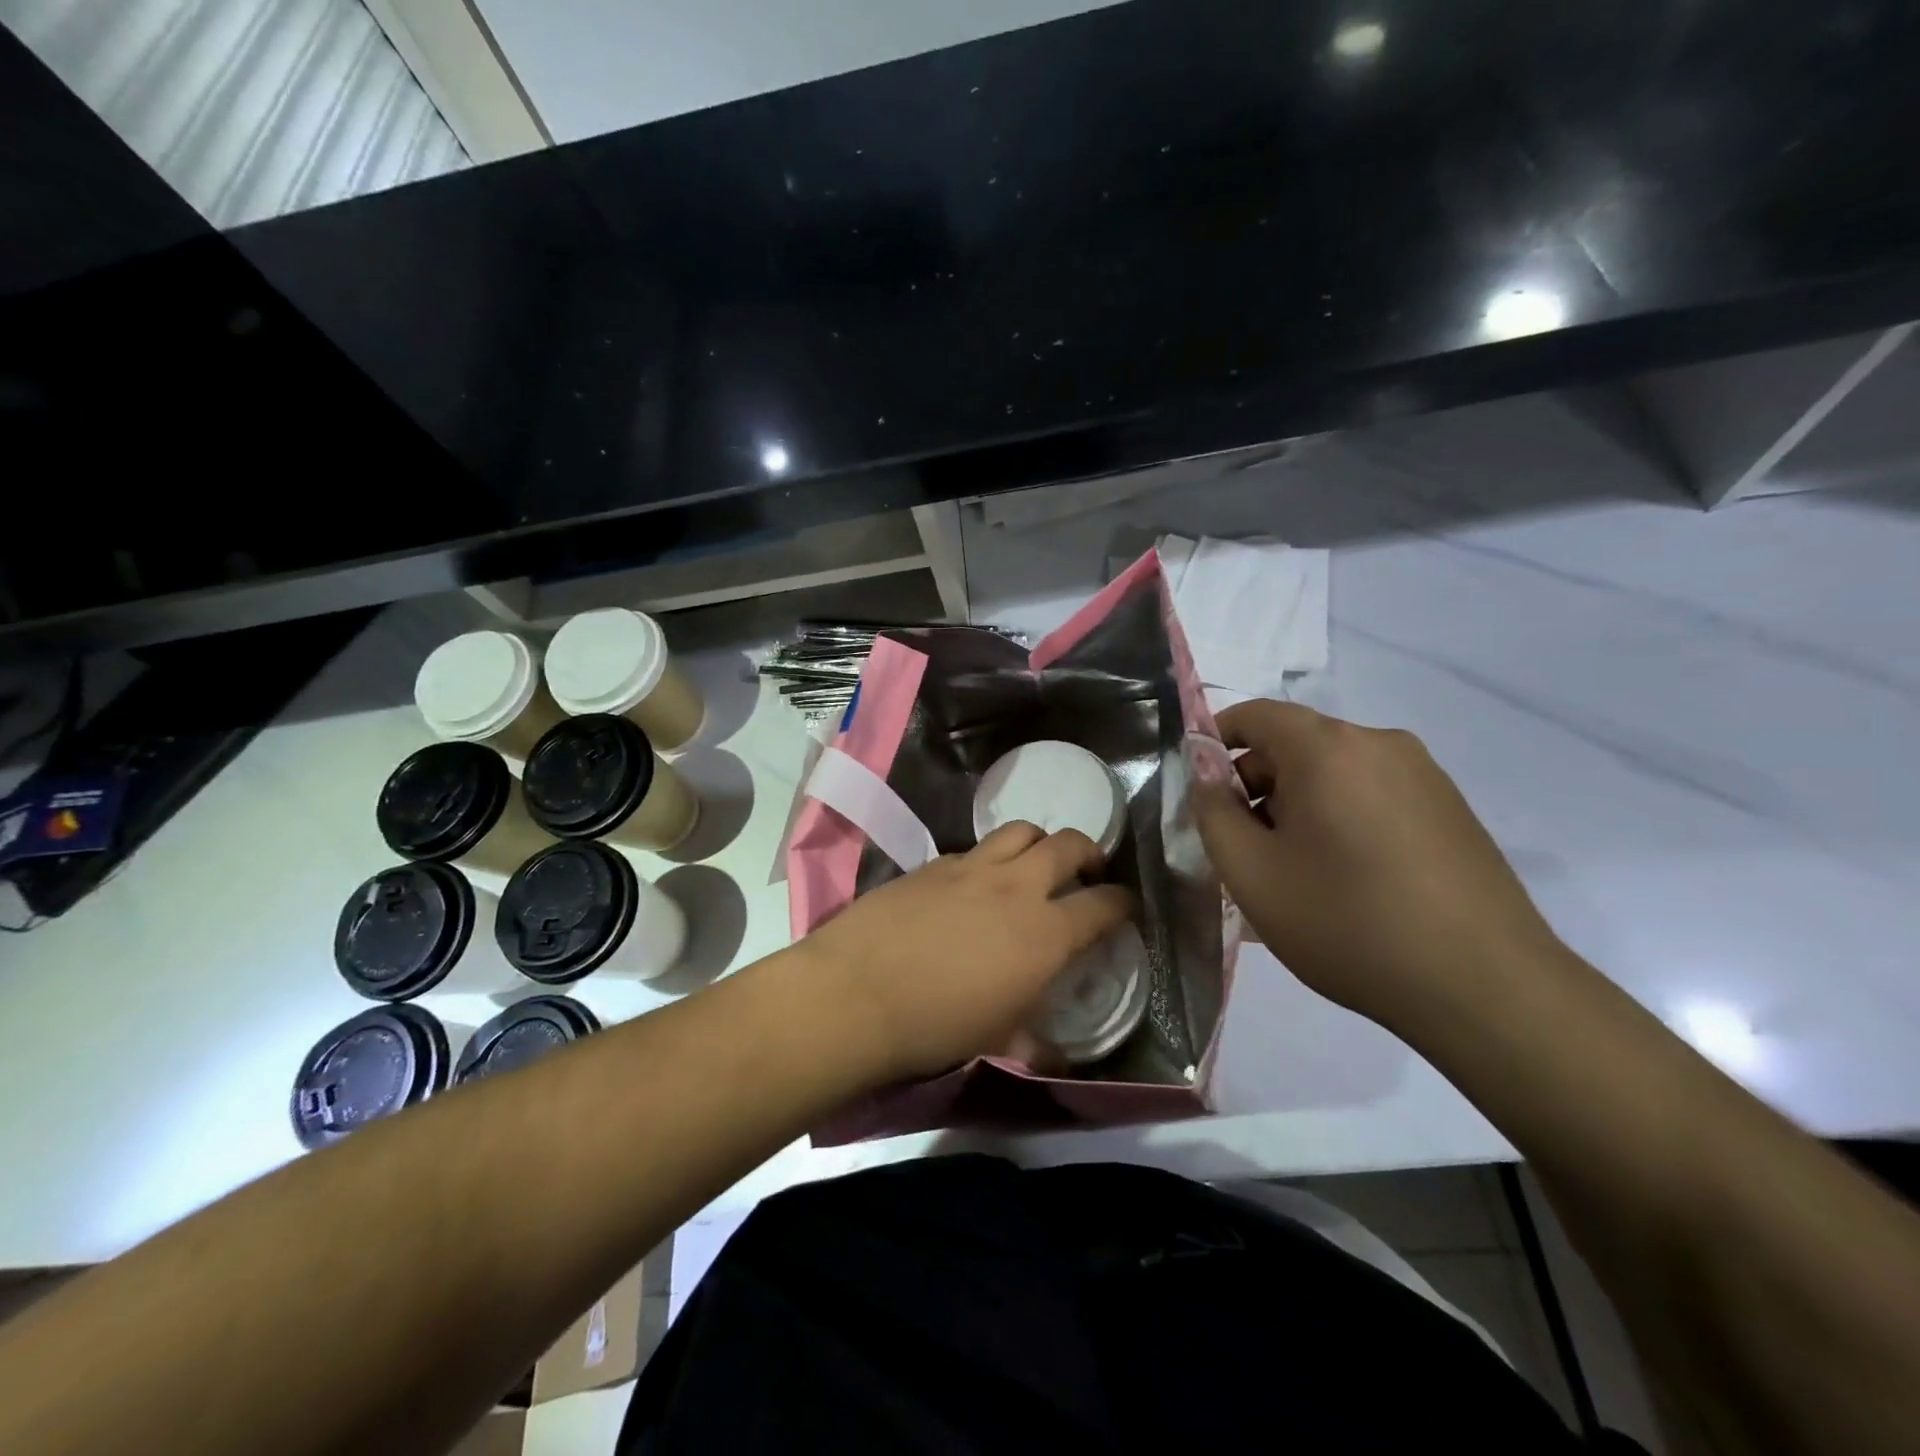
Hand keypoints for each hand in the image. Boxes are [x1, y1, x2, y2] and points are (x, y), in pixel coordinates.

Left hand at [798, 823, 1133, 1081]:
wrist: (856, 993)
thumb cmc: (937, 1025)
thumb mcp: (997, 1040)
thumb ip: (1034, 1042)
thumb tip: (1054, 1056)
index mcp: (1046, 932)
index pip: (1105, 904)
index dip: (1124, 903)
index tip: (1126, 908)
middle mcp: (1016, 886)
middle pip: (1069, 843)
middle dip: (1089, 852)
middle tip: (1086, 871)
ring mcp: (972, 866)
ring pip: (1021, 830)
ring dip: (1038, 842)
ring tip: (1032, 865)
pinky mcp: (932, 862)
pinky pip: (974, 849)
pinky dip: (988, 860)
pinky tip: (973, 886)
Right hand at [1194, 701, 1563, 1030]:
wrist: (1485, 987)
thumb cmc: (1348, 923)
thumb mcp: (1252, 873)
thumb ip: (1213, 813)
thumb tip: (1205, 775)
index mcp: (1328, 748)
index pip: (1255, 715)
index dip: (1215, 742)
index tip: (1200, 792)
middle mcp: (1380, 744)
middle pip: (1295, 744)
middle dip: (1256, 785)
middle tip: (1241, 847)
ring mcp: (1424, 775)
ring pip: (1334, 772)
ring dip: (1298, 805)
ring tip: (1291, 871)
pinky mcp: (1450, 809)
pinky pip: (1372, 794)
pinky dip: (1340, 817)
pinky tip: (1344, 879)